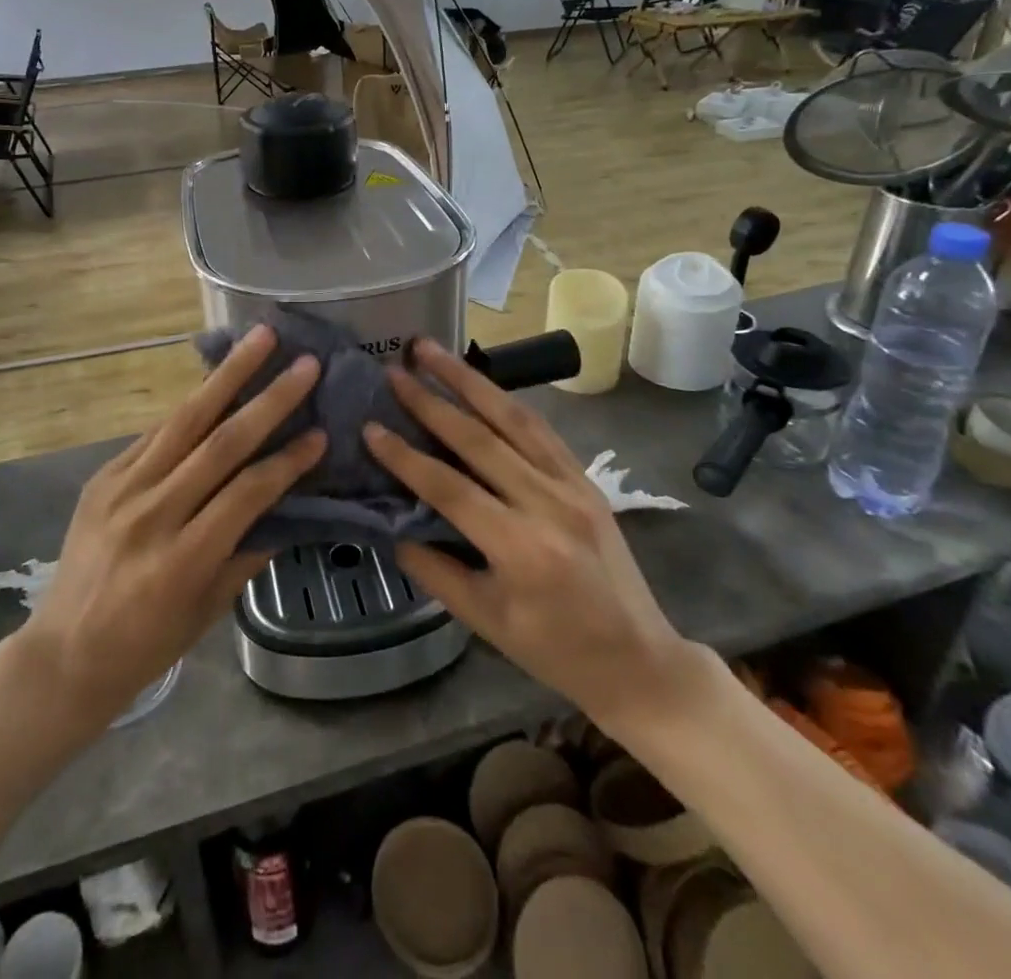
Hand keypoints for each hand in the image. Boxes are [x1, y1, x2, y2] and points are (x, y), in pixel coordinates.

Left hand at [19, 324, 323, 730]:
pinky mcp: (102, 477)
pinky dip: (191, 407)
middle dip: (267, 399)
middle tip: (304, 363)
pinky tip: (215, 381)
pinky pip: (155, 433)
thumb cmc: (146, 645)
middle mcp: (152, 514)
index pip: (246, 493)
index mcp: (182, 559)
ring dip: (226, 376)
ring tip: (258, 339)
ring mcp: (121, 489)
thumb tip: (288, 506)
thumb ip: (248, 553)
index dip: (287, 461)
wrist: (62, 655)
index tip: (320, 433)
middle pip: (219, 443)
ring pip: (184, 420)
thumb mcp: (207, 610)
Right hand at [364, 339, 709, 732]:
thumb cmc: (555, 651)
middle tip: (395, 369)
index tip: (371, 426)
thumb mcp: (485, 621)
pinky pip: (540, 429)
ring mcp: (572, 484)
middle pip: (479, 438)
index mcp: (520, 548)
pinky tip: (479, 382)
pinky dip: (505, 401)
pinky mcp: (585, 478)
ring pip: (513, 418)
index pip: (449, 488)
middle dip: (431, 400)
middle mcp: (548, 504)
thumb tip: (391, 525)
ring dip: (469, 380)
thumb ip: (434, 569)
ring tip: (432, 351)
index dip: (405, 456)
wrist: (639, 660)